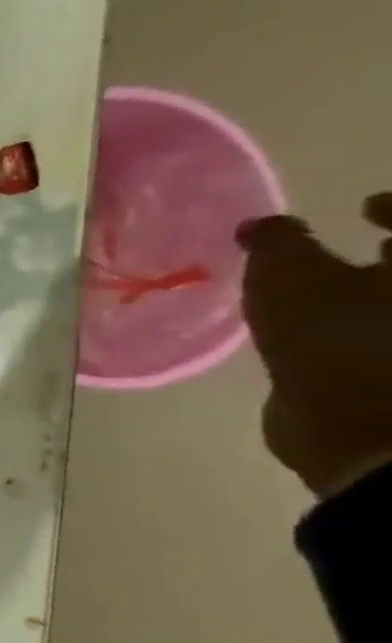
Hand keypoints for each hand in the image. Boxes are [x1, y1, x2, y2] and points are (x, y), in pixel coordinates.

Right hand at [238, 195, 391, 498]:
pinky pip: (380, 340)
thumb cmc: (339, 341)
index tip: (363, 208)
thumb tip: (263, 224)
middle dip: (390, 253)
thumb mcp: (288, 280)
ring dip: (374, 292)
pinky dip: (362, 328)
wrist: (369, 435)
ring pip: (389, 304)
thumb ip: (278, 243)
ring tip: (333, 295)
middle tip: (360, 248)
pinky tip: (325, 333)